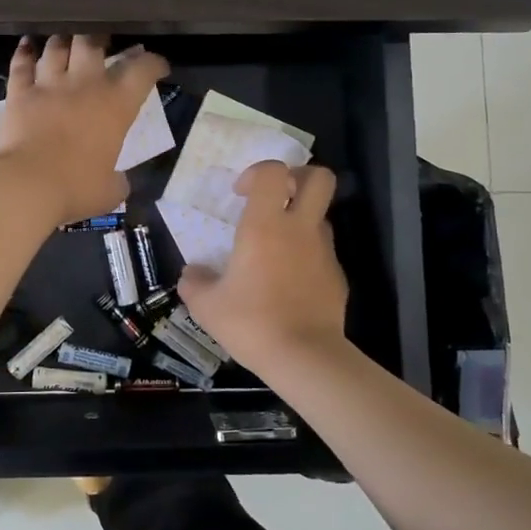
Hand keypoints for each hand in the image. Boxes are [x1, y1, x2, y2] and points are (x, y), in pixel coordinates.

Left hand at [0, 35, 168, 227]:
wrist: (28, 184)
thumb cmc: (77, 188)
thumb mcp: (111, 191)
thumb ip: (118, 181)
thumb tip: (119, 181)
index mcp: (116, 105)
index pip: (143, 71)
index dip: (154, 63)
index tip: (158, 65)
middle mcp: (84, 85)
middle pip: (93, 43)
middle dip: (100, 37)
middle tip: (102, 40)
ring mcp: (49, 85)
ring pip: (57, 47)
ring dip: (63, 40)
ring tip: (66, 39)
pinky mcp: (19, 93)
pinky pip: (21, 64)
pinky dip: (24, 51)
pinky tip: (27, 43)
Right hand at [178, 161, 348, 374]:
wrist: (305, 357)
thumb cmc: (251, 322)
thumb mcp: (206, 306)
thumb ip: (194, 282)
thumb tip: (192, 274)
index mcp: (265, 225)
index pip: (273, 171)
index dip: (257, 172)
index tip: (240, 194)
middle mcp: (300, 229)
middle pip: (319, 178)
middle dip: (299, 177)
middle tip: (277, 197)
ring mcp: (324, 252)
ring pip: (321, 216)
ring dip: (301, 221)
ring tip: (276, 249)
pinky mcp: (338, 277)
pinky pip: (323, 253)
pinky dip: (307, 257)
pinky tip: (289, 284)